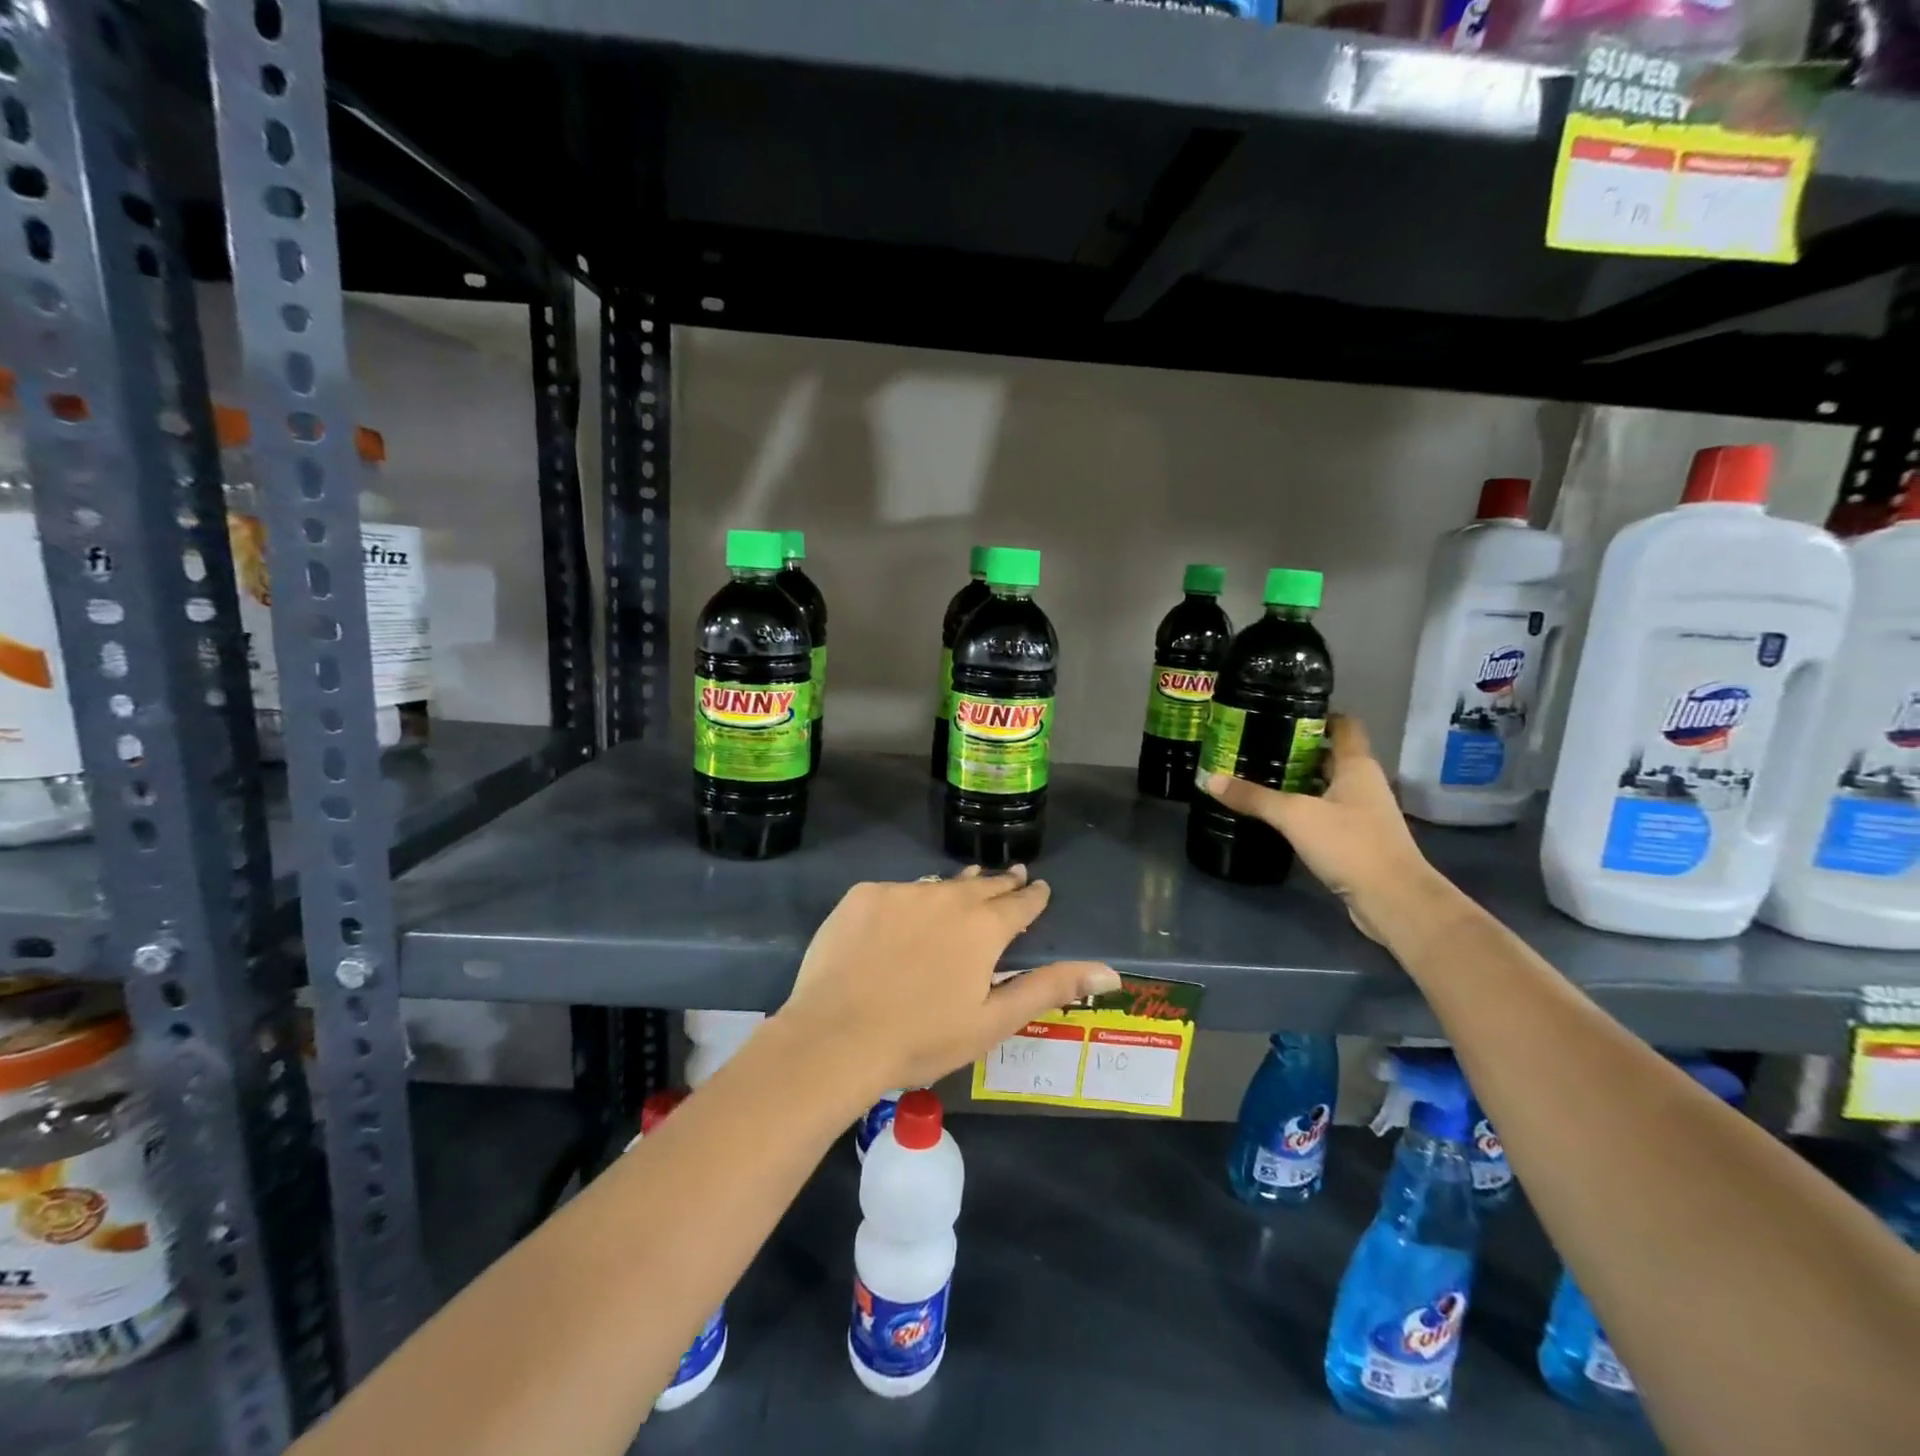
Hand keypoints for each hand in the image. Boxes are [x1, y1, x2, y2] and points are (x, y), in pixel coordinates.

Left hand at [777, 866, 1118, 1094]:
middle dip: (1001, 882)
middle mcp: (947, 897)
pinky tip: (906, 912)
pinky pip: (897, 892)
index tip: (1040, 887)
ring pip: (939, 884)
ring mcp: (901, 893)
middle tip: (1013, 875)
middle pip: (982, 885)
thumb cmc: (922, 1038)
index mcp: (983, 928)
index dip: (1033, 896)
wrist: (836, 1037)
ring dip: (957, 886)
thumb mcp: (993, 1021)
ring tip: (967, 884)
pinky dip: (909, 899)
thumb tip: (1108, 971)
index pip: (1019, 903)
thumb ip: (1049, 988)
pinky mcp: (863, 896)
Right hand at [1201, 714, 1444, 941]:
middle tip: (1256, 744)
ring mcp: (1362, 813)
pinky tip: (1276, 815)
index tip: (1282, 712)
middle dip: (1296, 749)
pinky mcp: (1356, 839)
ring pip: (1326, 785)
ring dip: (1298, 781)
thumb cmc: (1350, 844)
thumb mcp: (1295, 816)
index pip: (1344, 726)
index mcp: (1357, 766)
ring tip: (1258, 775)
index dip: (1318, 715)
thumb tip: (1211, 779)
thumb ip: (1254, 797)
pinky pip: (1325, 813)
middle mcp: (1363, 784)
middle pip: (1330, 756)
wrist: (1393, 899)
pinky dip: (1303, 808)